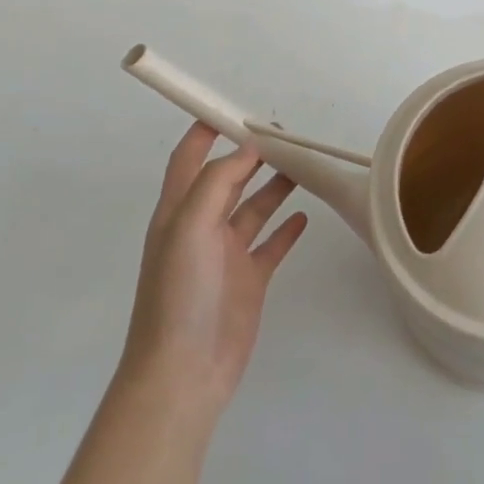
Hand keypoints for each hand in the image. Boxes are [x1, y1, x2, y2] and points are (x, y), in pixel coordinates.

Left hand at [121, 124, 308, 409]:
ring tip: (302, 165)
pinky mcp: (249, 279)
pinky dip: (286, 228)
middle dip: (252, 153)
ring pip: (254, 207)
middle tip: (286, 135)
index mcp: (179, 210)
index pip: (190, 157)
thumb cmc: (180, 293)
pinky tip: (304, 215)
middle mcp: (202, 226)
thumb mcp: (190, 226)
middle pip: (228, 177)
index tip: (238, 110)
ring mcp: (226, 254)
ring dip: (274, 185)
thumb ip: (217, 182)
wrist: (184, 373)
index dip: (208, 130)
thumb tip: (247, 148)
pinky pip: (271, 244)